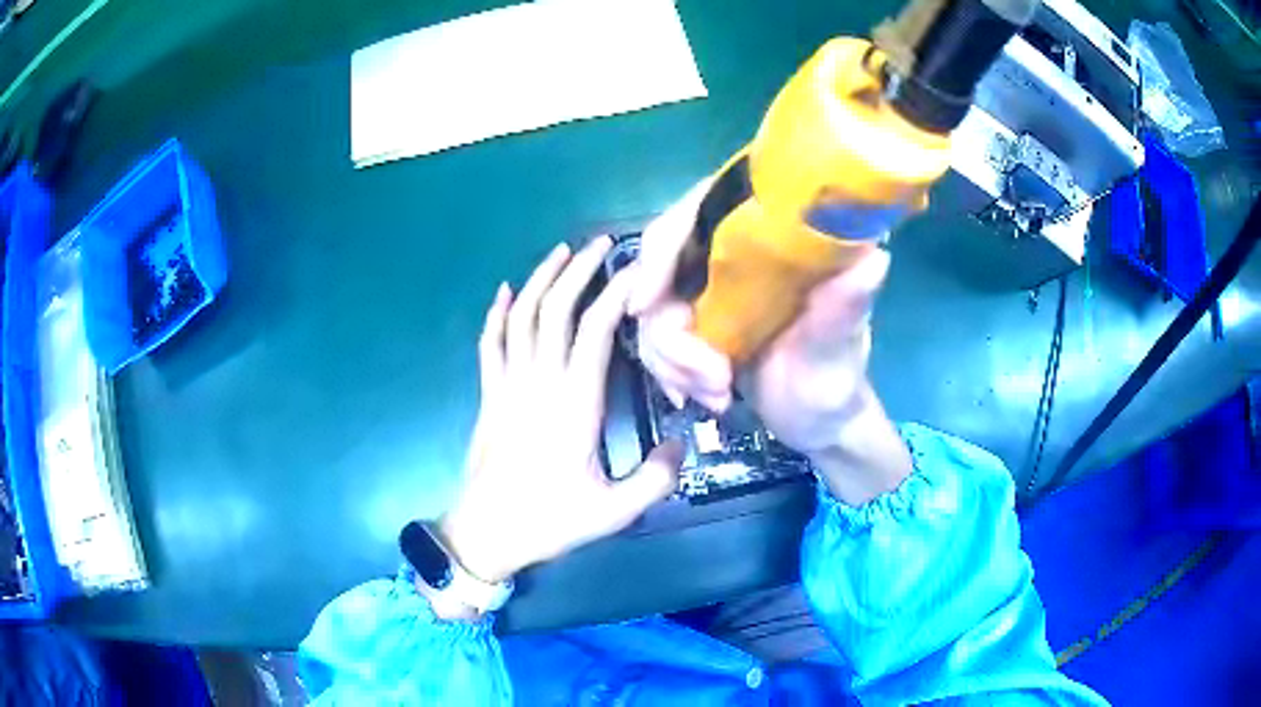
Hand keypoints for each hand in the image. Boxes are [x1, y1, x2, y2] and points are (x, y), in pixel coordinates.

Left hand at [438, 238, 683, 588]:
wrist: (486, 534)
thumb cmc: (549, 521)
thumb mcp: (613, 512)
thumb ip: (655, 479)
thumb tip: (680, 445)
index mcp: (573, 405)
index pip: (593, 331)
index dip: (614, 295)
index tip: (636, 271)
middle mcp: (538, 383)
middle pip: (555, 310)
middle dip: (578, 271)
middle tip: (600, 245)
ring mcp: (507, 386)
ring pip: (521, 318)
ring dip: (540, 280)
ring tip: (560, 251)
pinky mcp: (489, 395)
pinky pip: (489, 343)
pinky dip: (496, 313)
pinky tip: (505, 290)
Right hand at [631, 189, 911, 505]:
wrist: (820, 423)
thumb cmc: (837, 381)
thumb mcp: (842, 347)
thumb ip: (846, 308)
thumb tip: (875, 258)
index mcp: (773, 239)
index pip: (701, 210)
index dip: (662, 248)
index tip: (646, 303)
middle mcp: (735, 255)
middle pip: (661, 262)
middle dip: (669, 328)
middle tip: (706, 375)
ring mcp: (711, 291)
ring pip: (653, 309)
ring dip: (674, 361)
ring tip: (719, 394)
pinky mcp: (697, 323)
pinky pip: (655, 339)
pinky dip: (671, 372)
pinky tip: (704, 399)